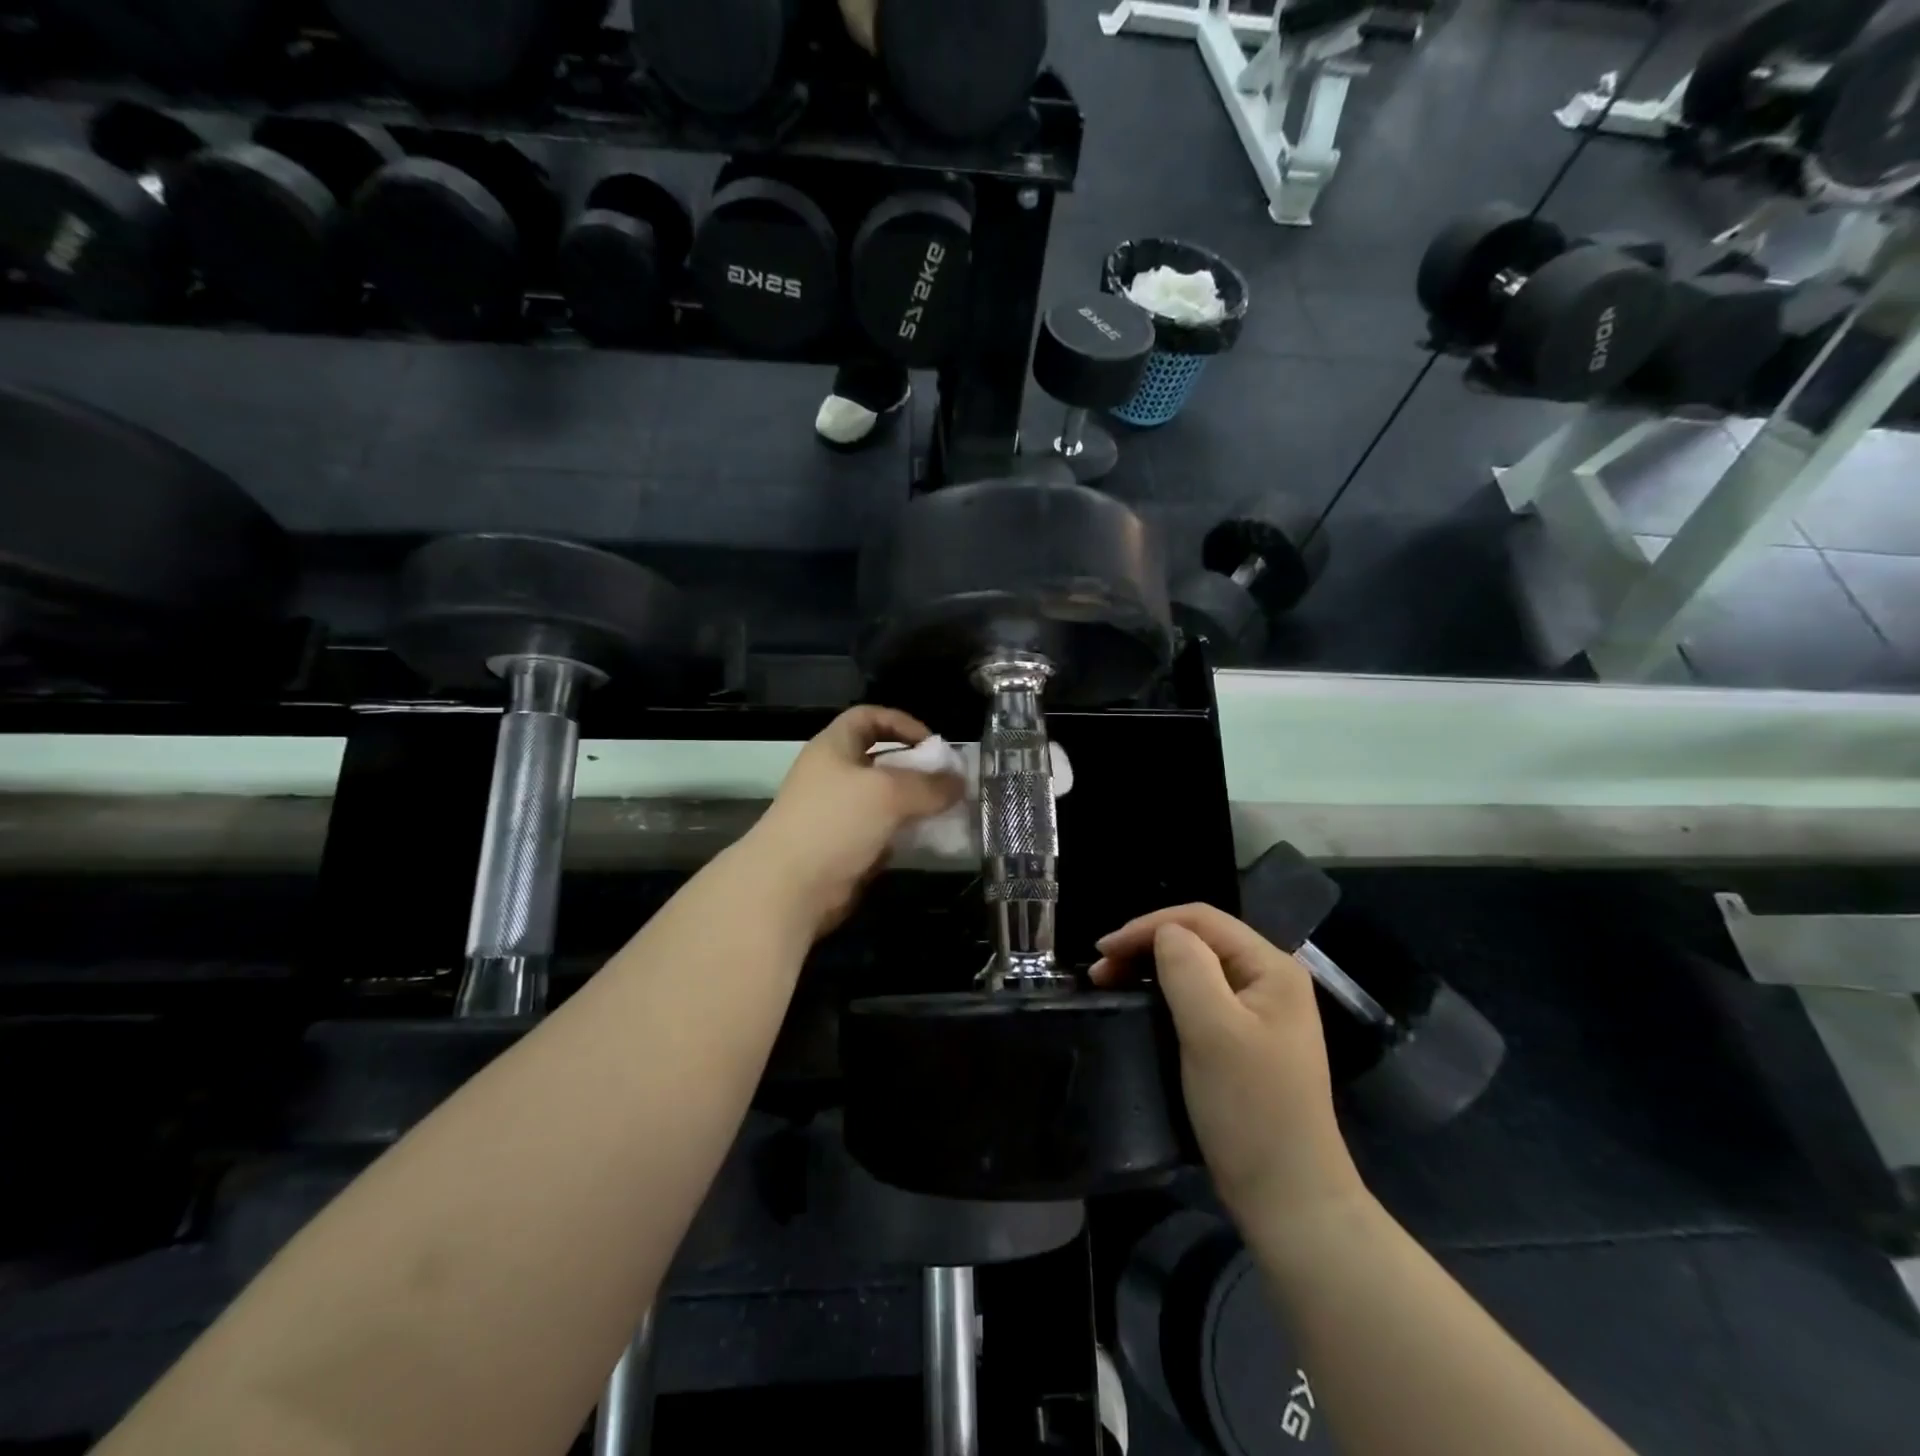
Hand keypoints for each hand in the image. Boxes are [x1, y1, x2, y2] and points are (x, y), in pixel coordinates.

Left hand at [749, 705, 964, 935]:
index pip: (869, 717)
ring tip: (945, 811)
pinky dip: (903, 833)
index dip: (902, 723)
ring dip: (913, 803)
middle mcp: (833, 774)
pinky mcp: (843, 846)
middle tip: (947, 782)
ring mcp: (836, 812)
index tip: (932, 744)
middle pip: (880, 759)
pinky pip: (880, 831)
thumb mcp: (889, 793)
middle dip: (915, 767)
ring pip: (883, 799)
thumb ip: (929, 785)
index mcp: (834, 747)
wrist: (789, 886)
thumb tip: (959, 782)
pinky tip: (927, 840)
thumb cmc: (836, 822)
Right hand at [1092, 905, 1363, 1222]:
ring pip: (1196, 968)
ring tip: (1111, 983)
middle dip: (1146, 946)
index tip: (1103, 951)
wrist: (1288, 1197)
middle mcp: (1270, 980)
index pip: (1201, 920)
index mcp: (1272, 967)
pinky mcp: (1246, 1040)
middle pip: (1199, 940)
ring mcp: (1260, 1012)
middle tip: (1100, 971)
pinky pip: (1200, 998)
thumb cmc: (1250, 1108)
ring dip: (1151, 969)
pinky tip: (1143, 1004)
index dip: (1148, 926)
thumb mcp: (1213, 1030)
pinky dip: (1165, 993)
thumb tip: (1163, 933)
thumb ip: (1186, 967)